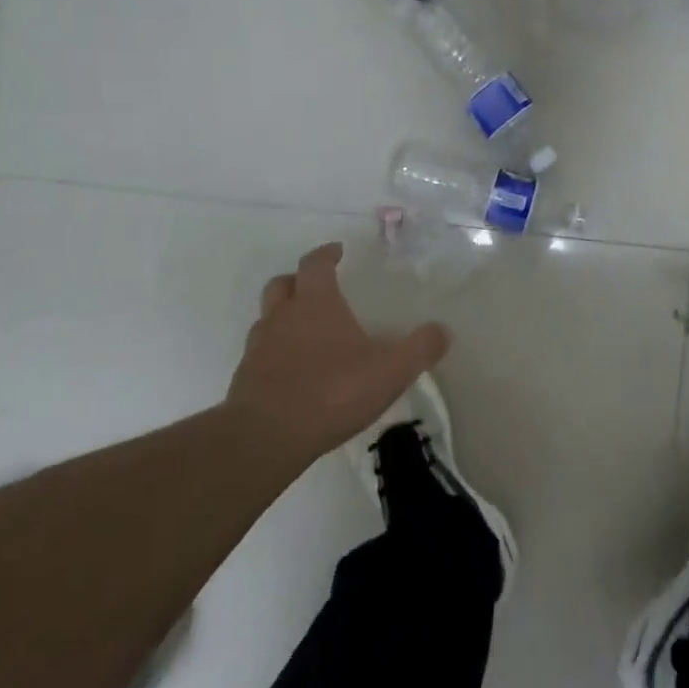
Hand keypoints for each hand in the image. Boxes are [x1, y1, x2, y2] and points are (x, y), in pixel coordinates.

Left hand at [226, 242, 449, 466]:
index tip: (337, 251)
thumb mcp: (391, 371)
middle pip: (283, 284)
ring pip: (268, 317)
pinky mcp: (246, 377)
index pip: (316, 264)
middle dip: (299, 280)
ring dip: (284, 316)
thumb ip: (420, 348)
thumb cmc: (333, 392)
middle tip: (318, 288)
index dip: (326, 254)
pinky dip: (276, 351)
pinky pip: (261, 352)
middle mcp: (282, 316)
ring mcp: (259, 346)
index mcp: (316, 304)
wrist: (267, 436)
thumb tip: (443, 330)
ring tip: (306, 332)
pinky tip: (294, 371)